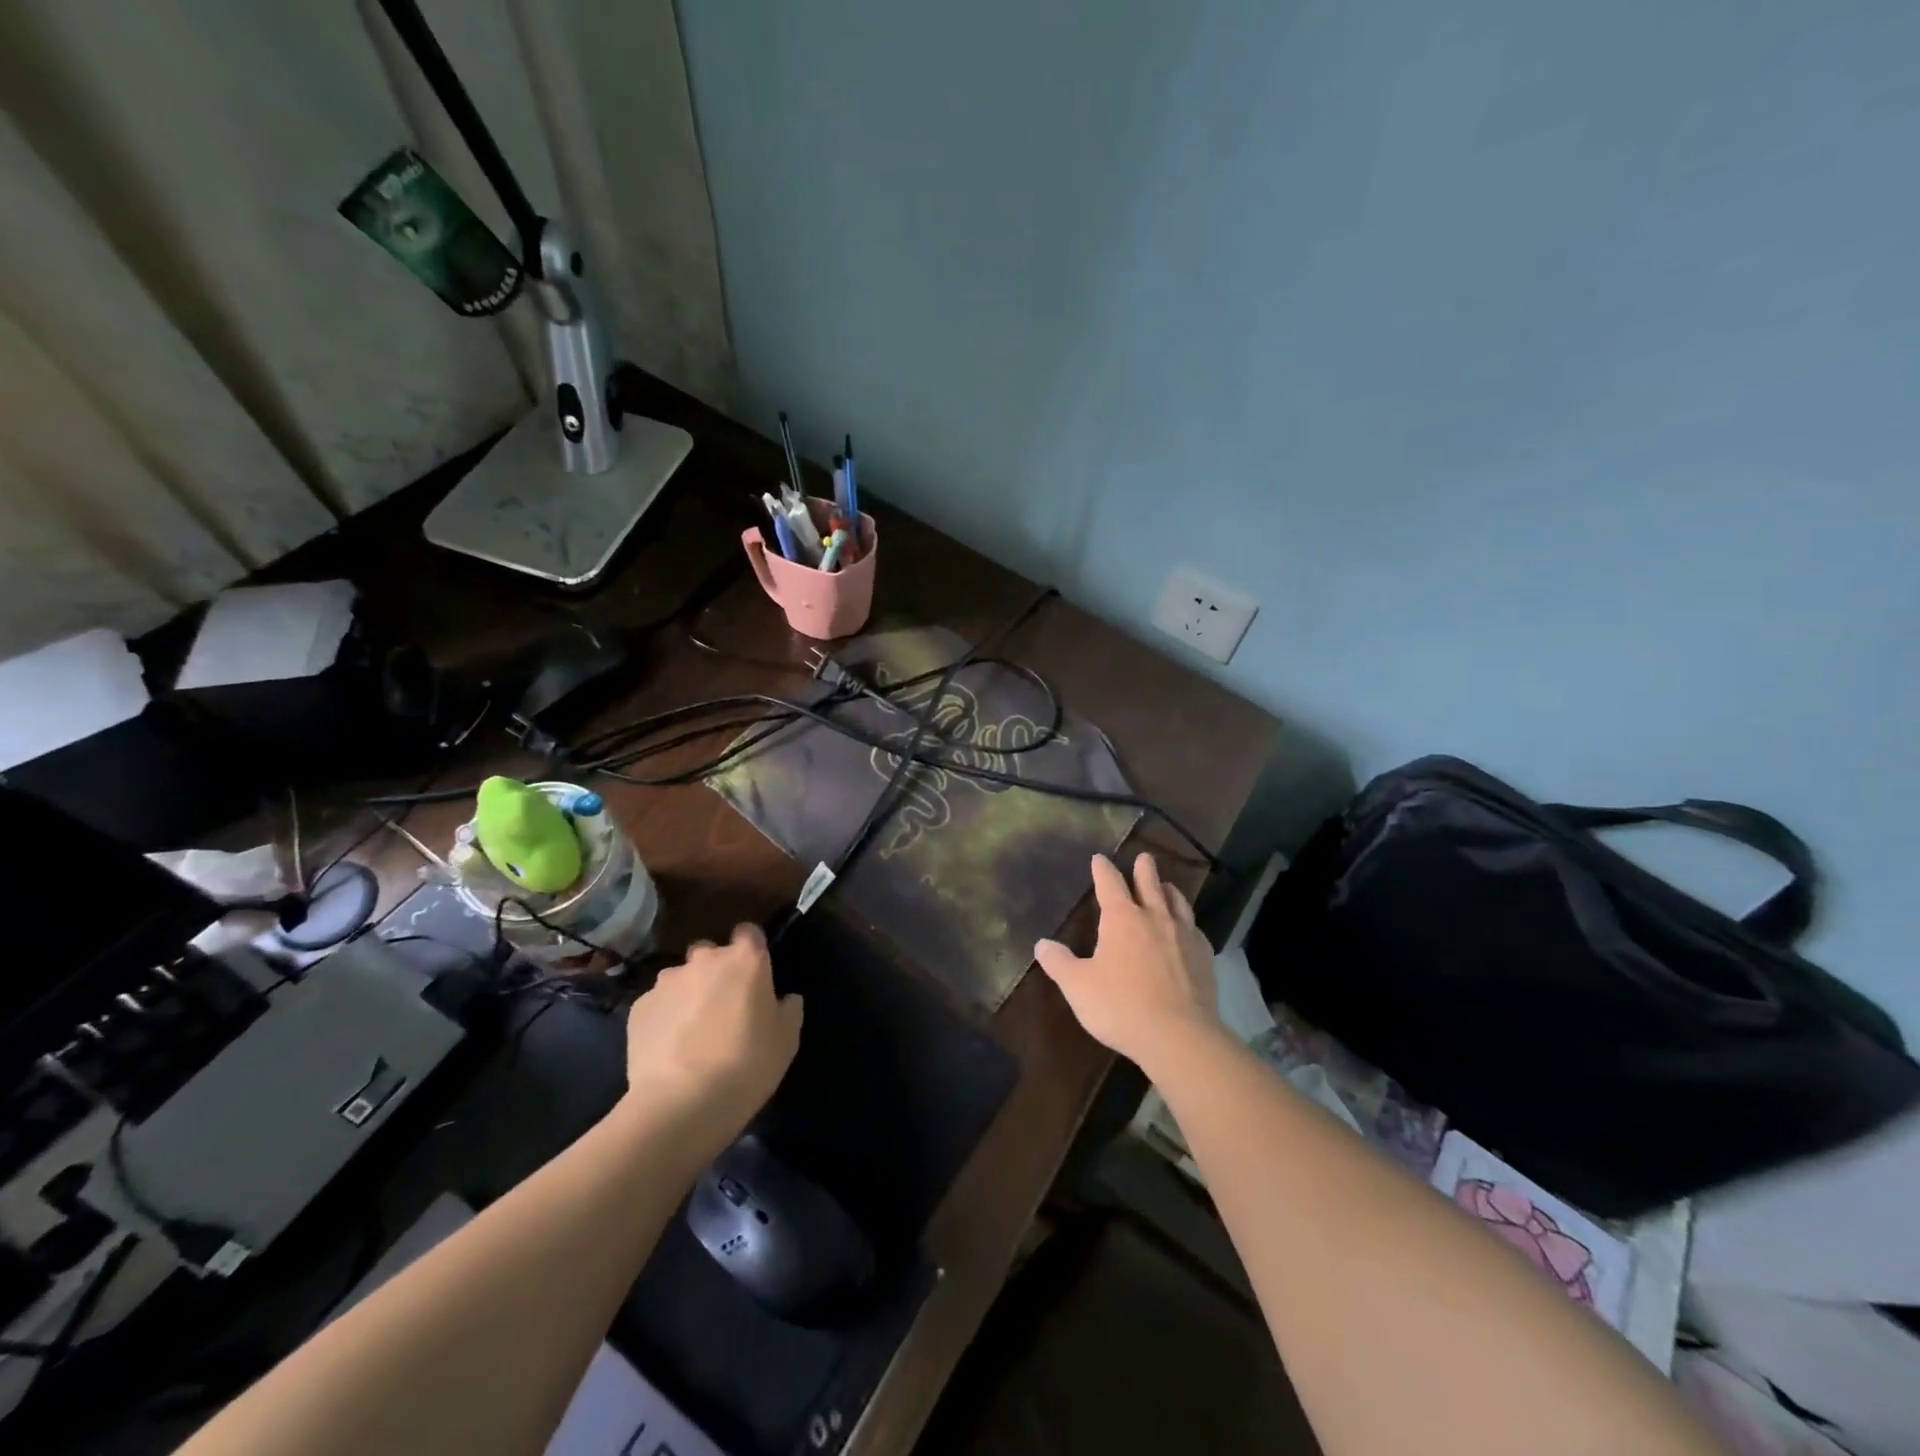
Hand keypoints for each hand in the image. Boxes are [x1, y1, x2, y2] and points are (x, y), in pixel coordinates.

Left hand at [621, 924, 802, 1135]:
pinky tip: (669, 1048)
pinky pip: (658, 1004)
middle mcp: (705, 960)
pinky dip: (664, 1018)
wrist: (681, 1103)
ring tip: (691, 1032)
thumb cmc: (747, 1064)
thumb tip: (784, 998)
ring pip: (681, 978)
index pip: (749, 932)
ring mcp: (667, 982)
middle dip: (716, 972)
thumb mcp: (787, 1039)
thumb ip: (789, 1009)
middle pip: (711, 953)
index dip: (752, 950)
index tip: (754, 975)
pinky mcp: (639, 1008)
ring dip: (688, 994)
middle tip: (724, 1007)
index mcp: (746, 959)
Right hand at [1035, 853, 1221, 1074]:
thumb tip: (1042, 944)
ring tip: (1167, 887)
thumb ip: (1059, 963)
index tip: (1099, 859)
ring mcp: (1184, 937)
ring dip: (1169, 891)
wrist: (1179, 1036)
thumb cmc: (1121, 1006)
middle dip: (1144, 869)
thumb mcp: (1078, 986)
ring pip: (1177, 903)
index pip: (1110, 884)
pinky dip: (1189, 924)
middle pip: (1150, 884)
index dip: (1103, 870)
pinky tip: (1189, 931)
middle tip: (1144, 857)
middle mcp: (1155, 919)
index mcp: (1122, 919)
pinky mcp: (1204, 958)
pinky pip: (1196, 931)